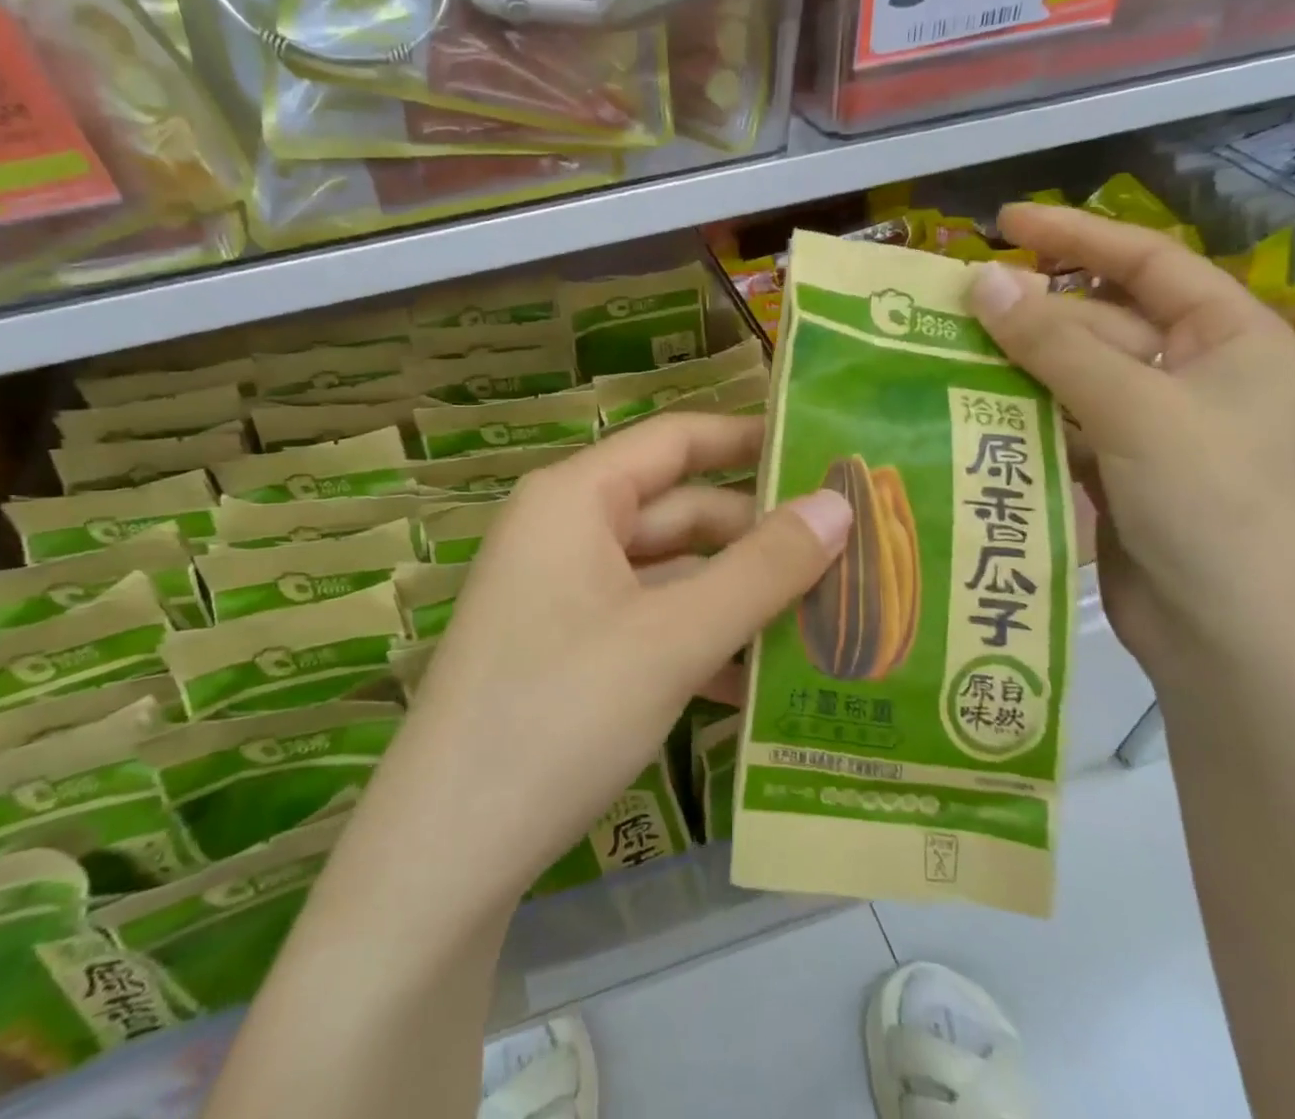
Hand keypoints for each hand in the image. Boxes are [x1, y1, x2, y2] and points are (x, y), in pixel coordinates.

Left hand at [356, 414, 848, 914]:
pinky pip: (648, 623)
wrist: (446, 854)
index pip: (676, 440)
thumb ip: (763, 570)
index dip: (749, 439)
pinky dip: (699, 643)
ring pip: (670, 575)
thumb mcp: (674, 638)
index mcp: (576, 498)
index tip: (822, 452)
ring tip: (825, 624)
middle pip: (680, 512)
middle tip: (849, 558)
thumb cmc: (561, 714)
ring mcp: (563, 593)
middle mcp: (566, 531)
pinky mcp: (565, 650)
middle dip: (758, 540)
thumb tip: (840, 504)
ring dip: (737, 599)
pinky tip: (756, 685)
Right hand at [967, 203, 1294, 683]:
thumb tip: (980, 279)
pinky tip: (967, 408)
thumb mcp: (1135, 411)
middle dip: (1030, 313)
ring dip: (1016, 365)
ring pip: (1073, 376)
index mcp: (1230, 341)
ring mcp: (1157, 429)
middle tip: (949, 305)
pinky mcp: (1119, 474)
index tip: (1004, 222)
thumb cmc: (1213, 509)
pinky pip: (1061, 425)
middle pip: (1100, 322)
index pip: (1147, 262)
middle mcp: (1196, 376)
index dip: (1076, 236)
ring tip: (942, 350)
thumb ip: (1054, 342)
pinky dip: (1019, 415)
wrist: (1238, 645)